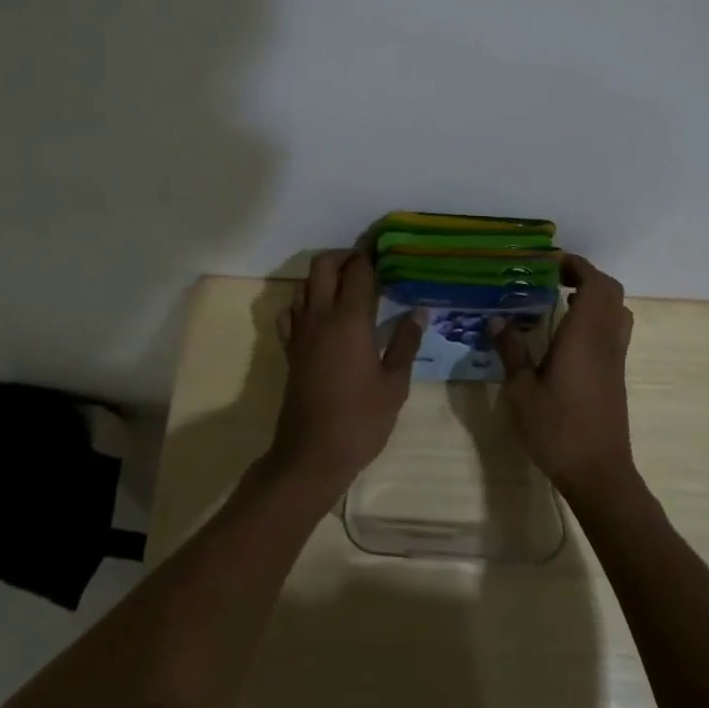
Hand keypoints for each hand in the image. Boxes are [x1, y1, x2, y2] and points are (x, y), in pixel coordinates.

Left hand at [266, 250, 422, 502]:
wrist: (311, 455)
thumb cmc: (360, 421)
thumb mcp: (394, 385)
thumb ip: (405, 343)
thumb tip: (419, 312)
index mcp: (350, 320)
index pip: (358, 273)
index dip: (371, 258)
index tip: (385, 252)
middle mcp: (321, 317)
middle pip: (323, 266)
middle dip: (343, 257)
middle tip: (365, 266)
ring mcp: (300, 332)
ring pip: (304, 285)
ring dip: (323, 277)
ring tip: (346, 287)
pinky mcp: (289, 350)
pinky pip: (290, 312)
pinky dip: (303, 303)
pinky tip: (319, 316)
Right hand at [492, 254, 637, 504]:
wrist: (598, 473)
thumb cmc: (557, 429)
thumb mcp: (521, 391)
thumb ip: (511, 351)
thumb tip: (497, 320)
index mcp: (585, 336)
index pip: (594, 283)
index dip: (577, 265)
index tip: (550, 261)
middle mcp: (606, 340)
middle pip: (611, 291)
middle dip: (585, 276)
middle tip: (553, 278)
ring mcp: (616, 358)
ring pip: (617, 311)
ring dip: (595, 296)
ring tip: (561, 300)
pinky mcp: (617, 375)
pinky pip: (614, 330)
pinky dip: (597, 317)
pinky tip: (568, 335)